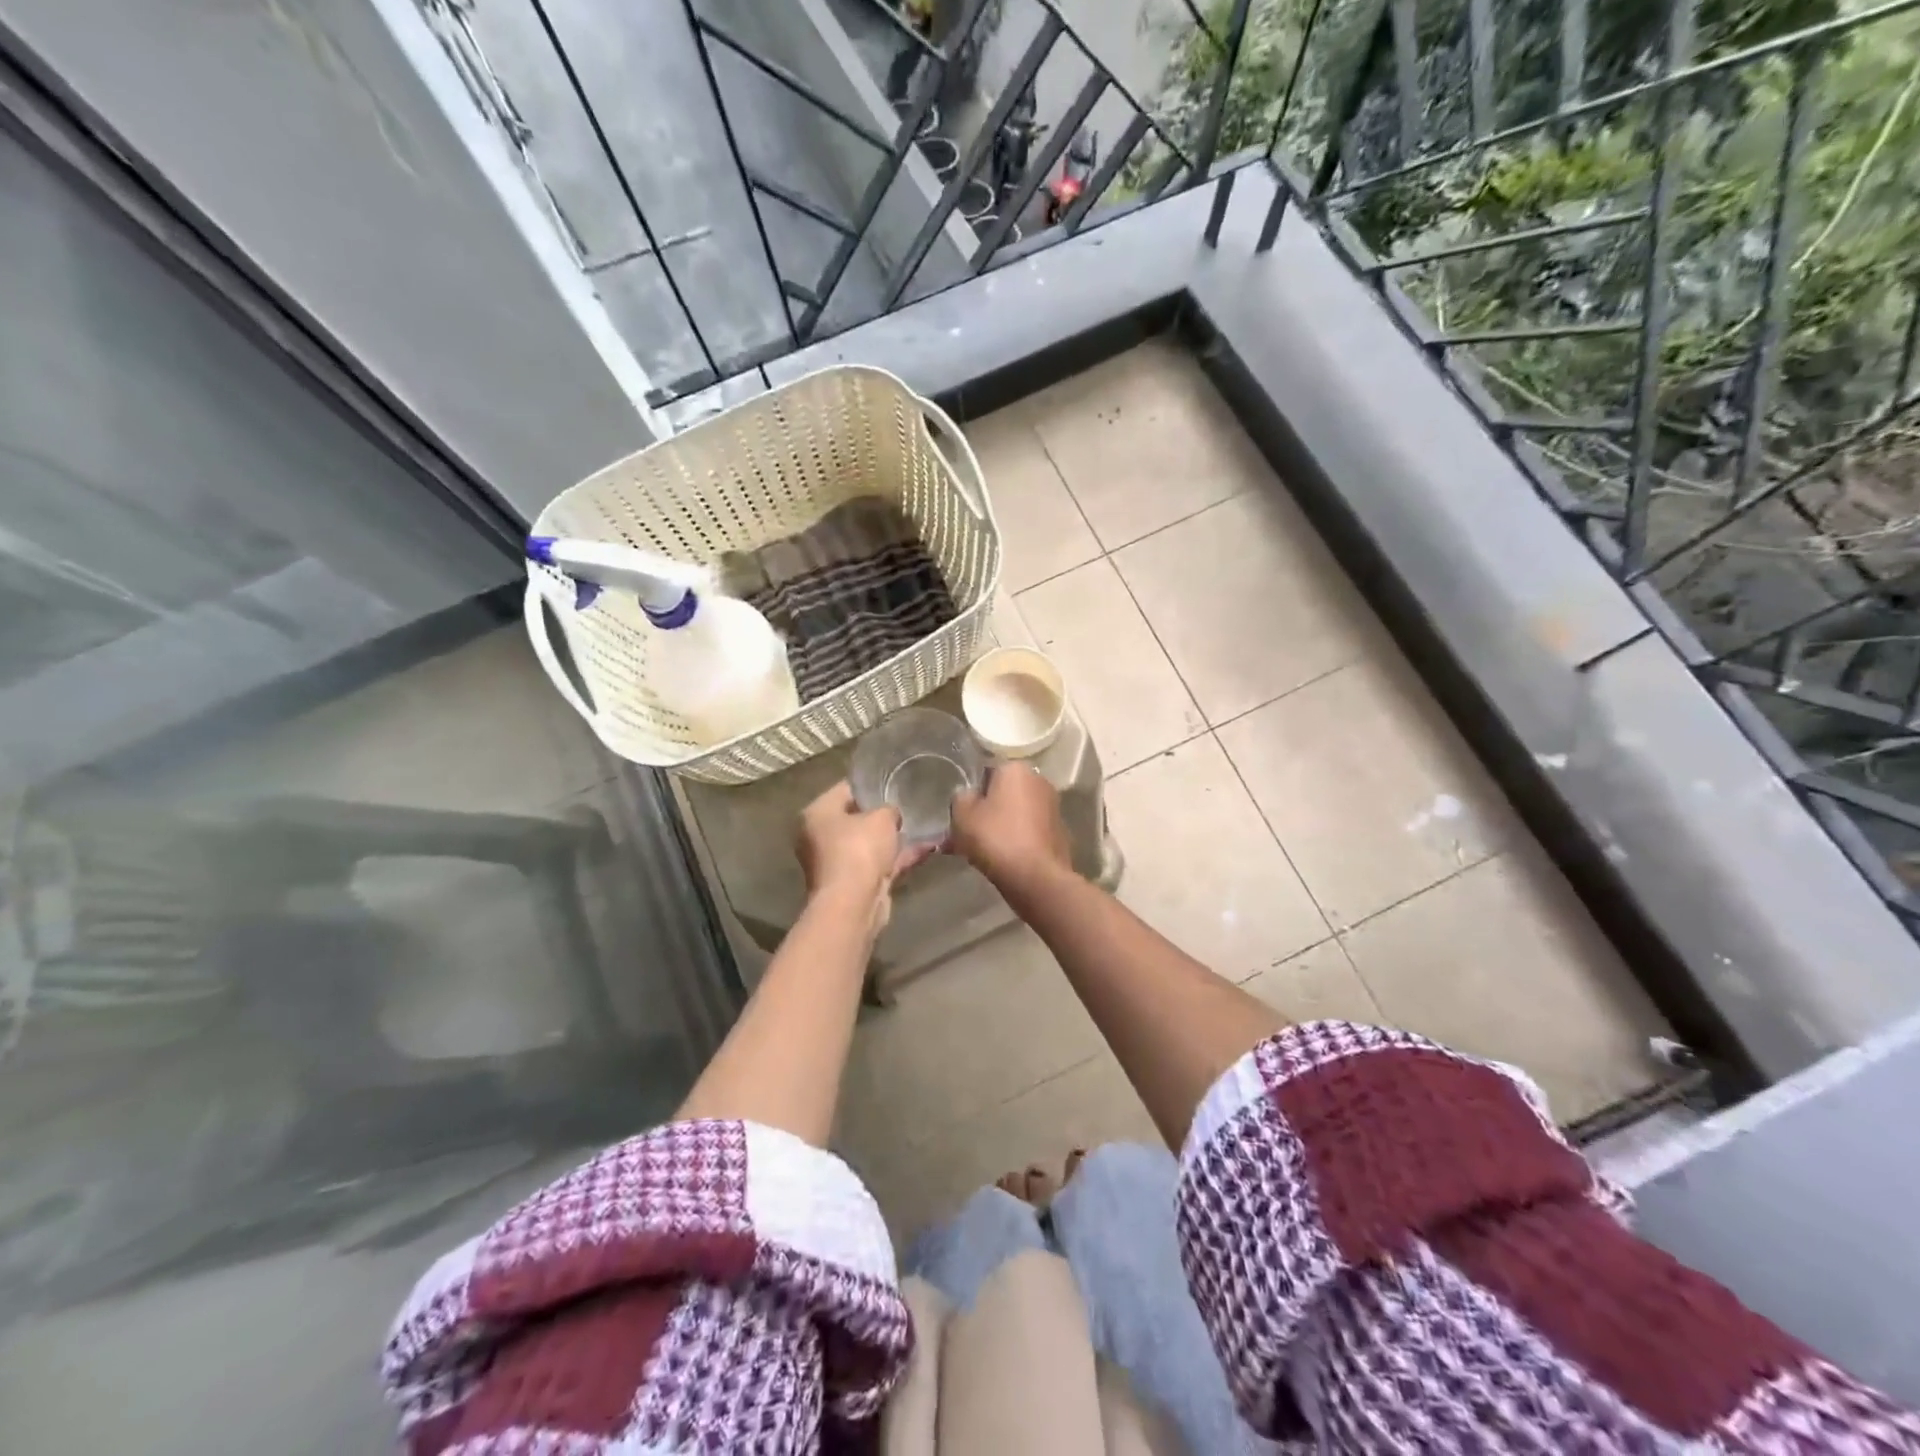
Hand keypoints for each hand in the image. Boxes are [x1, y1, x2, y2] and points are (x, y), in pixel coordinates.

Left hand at [796, 782, 926, 923]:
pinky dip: (899, 857)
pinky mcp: (854, 883)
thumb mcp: (881, 817)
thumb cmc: (859, 850)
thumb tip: (892, 813)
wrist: (854, 904)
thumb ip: (889, 809)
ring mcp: (836, 862)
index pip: (845, 789)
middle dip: (882, 813)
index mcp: (817, 813)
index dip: (871, 784)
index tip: (895, 780)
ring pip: (869, 843)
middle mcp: (820, 836)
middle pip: (856, 817)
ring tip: (924, 824)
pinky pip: (879, 863)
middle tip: (909, 803)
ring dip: (893, 838)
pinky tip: (927, 848)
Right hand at [950, 763, 1070, 890]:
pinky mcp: (1059, 832)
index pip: (986, 772)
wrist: (1036, 878)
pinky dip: (1015, 841)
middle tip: (965, 835)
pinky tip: (1000, 860)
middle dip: (985, 812)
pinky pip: (1027, 832)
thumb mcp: (963, 815)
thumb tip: (968, 796)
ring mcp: (1052, 807)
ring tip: (978, 853)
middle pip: (1002, 794)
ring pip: (1014, 814)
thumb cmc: (996, 838)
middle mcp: (1039, 781)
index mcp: (1016, 769)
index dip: (971, 794)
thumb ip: (961, 798)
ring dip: (998, 828)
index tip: (961, 815)